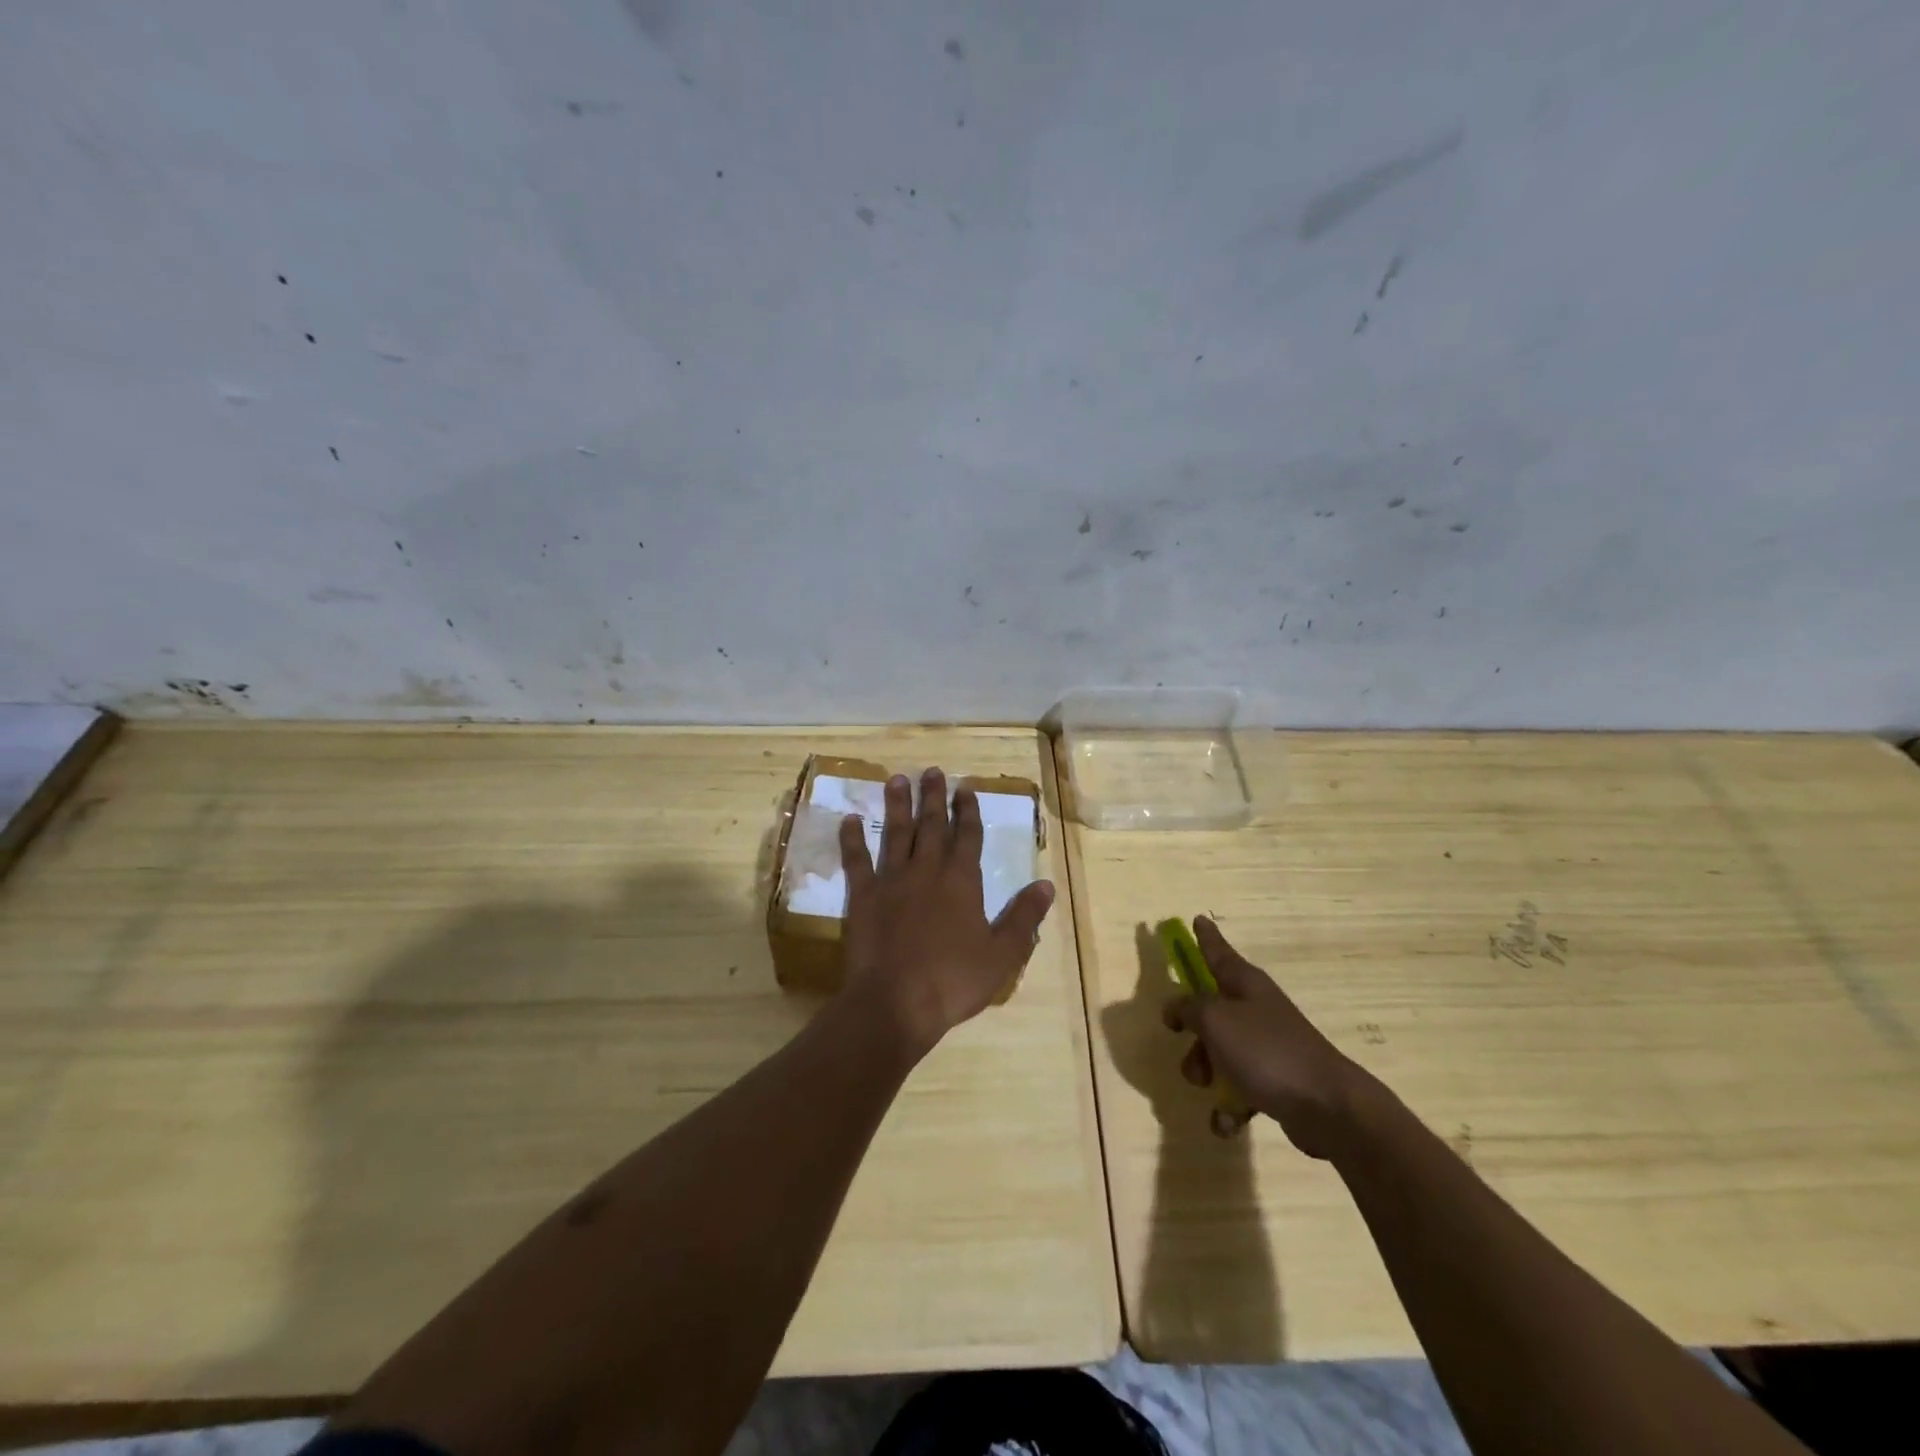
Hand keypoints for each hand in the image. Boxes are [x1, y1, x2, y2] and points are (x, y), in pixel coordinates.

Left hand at [839, 767, 1054, 1057]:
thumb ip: (1024, 917)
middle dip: (934, 797)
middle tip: (932, 771)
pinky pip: (857, 860)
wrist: (895, 1002)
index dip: (968, 811)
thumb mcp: (1002, 954)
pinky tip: (849, 819)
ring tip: (897, 779)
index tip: (965, 788)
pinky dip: (852, 839)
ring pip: (896, 833)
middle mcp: (927, 870)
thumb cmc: (953, 980)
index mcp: (961, 881)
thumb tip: (1046, 884)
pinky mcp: (863, 896)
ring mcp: (892, 880)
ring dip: (898, 805)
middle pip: (932, 825)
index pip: (968, 836)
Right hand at [1163, 916, 1372, 1157]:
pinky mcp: (1276, 1082)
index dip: (1205, 936)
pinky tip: (1225, 1123)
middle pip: (1210, 1010)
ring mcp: (1268, 1046)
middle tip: (1180, 1040)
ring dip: (1206, 1071)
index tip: (1197, 918)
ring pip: (1220, 1051)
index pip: (1217, 951)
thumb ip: (1188, 1008)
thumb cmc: (1266, 1051)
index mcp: (1245, 984)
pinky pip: (1239, 1088)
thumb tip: (1175, 1006)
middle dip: (1192, 1031)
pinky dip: (1229, 1105)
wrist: (1328, 1107)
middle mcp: (1256, 1009)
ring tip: (1207, 1089)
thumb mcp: (1215, 1021)